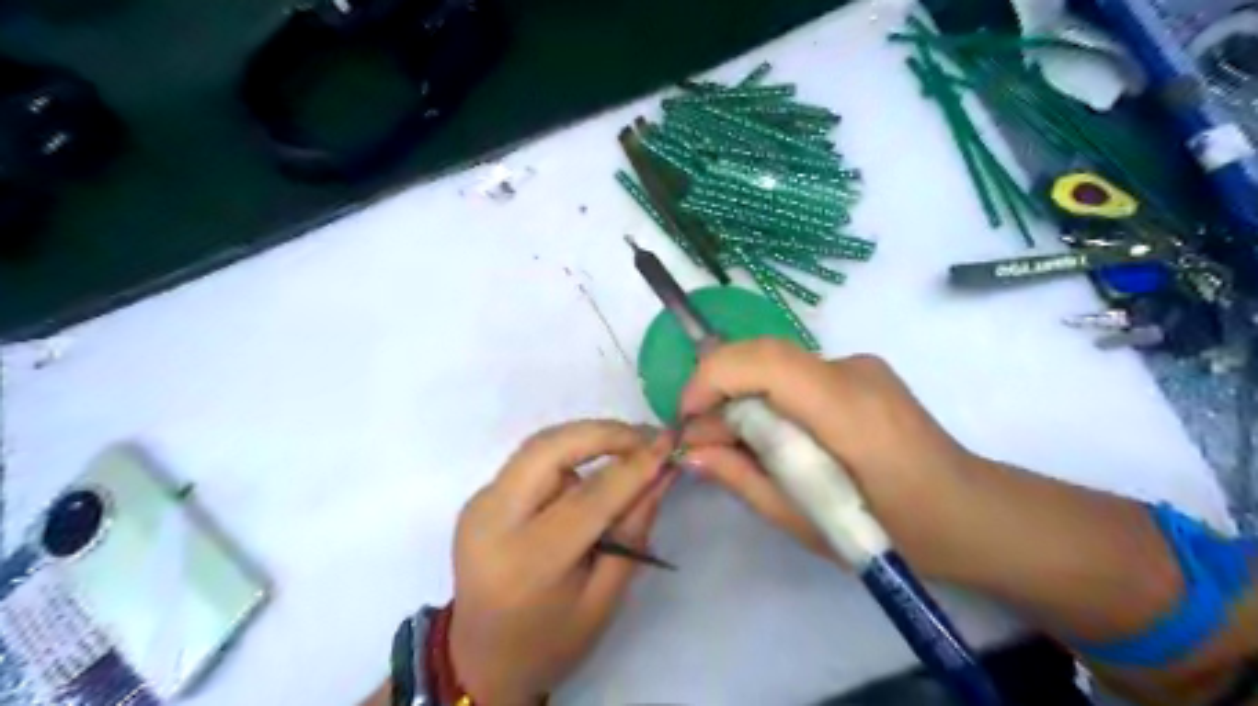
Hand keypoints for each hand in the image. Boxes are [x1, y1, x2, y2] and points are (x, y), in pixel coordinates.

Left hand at [446, 422, 672, 702]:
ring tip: (627, 451)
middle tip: (646, 438)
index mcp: (526, 562)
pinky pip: (531, 460)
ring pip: (540, 446)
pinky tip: (592, 468)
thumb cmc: (551, 640)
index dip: (633, 467)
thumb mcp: (604, 598)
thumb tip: (662, 472)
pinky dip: (568, 453)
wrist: (482, 659)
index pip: (588, 498)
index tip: (669, 444)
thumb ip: (633, 531)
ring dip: (586, 439)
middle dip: (603, 433)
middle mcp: (492, 521)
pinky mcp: (480, 496)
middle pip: (549, 449)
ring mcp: (479, 504)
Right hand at [677, 338, 981, 578]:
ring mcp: (859, 365)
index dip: (710, 379)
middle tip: (701, 436)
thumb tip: (690, 452)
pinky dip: (768, 397)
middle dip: (717, 386)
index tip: (687, 420)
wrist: (973, 515)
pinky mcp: (860, 372)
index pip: (762, 361)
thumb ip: (743, 478)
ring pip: (776, 363)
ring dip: (742, 394)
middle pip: (763, 353)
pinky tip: (774, 437)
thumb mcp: (805, 520)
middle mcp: (851, 370)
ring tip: (733, 442)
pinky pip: (796, 375)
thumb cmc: (895, 533)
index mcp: (845, 408)